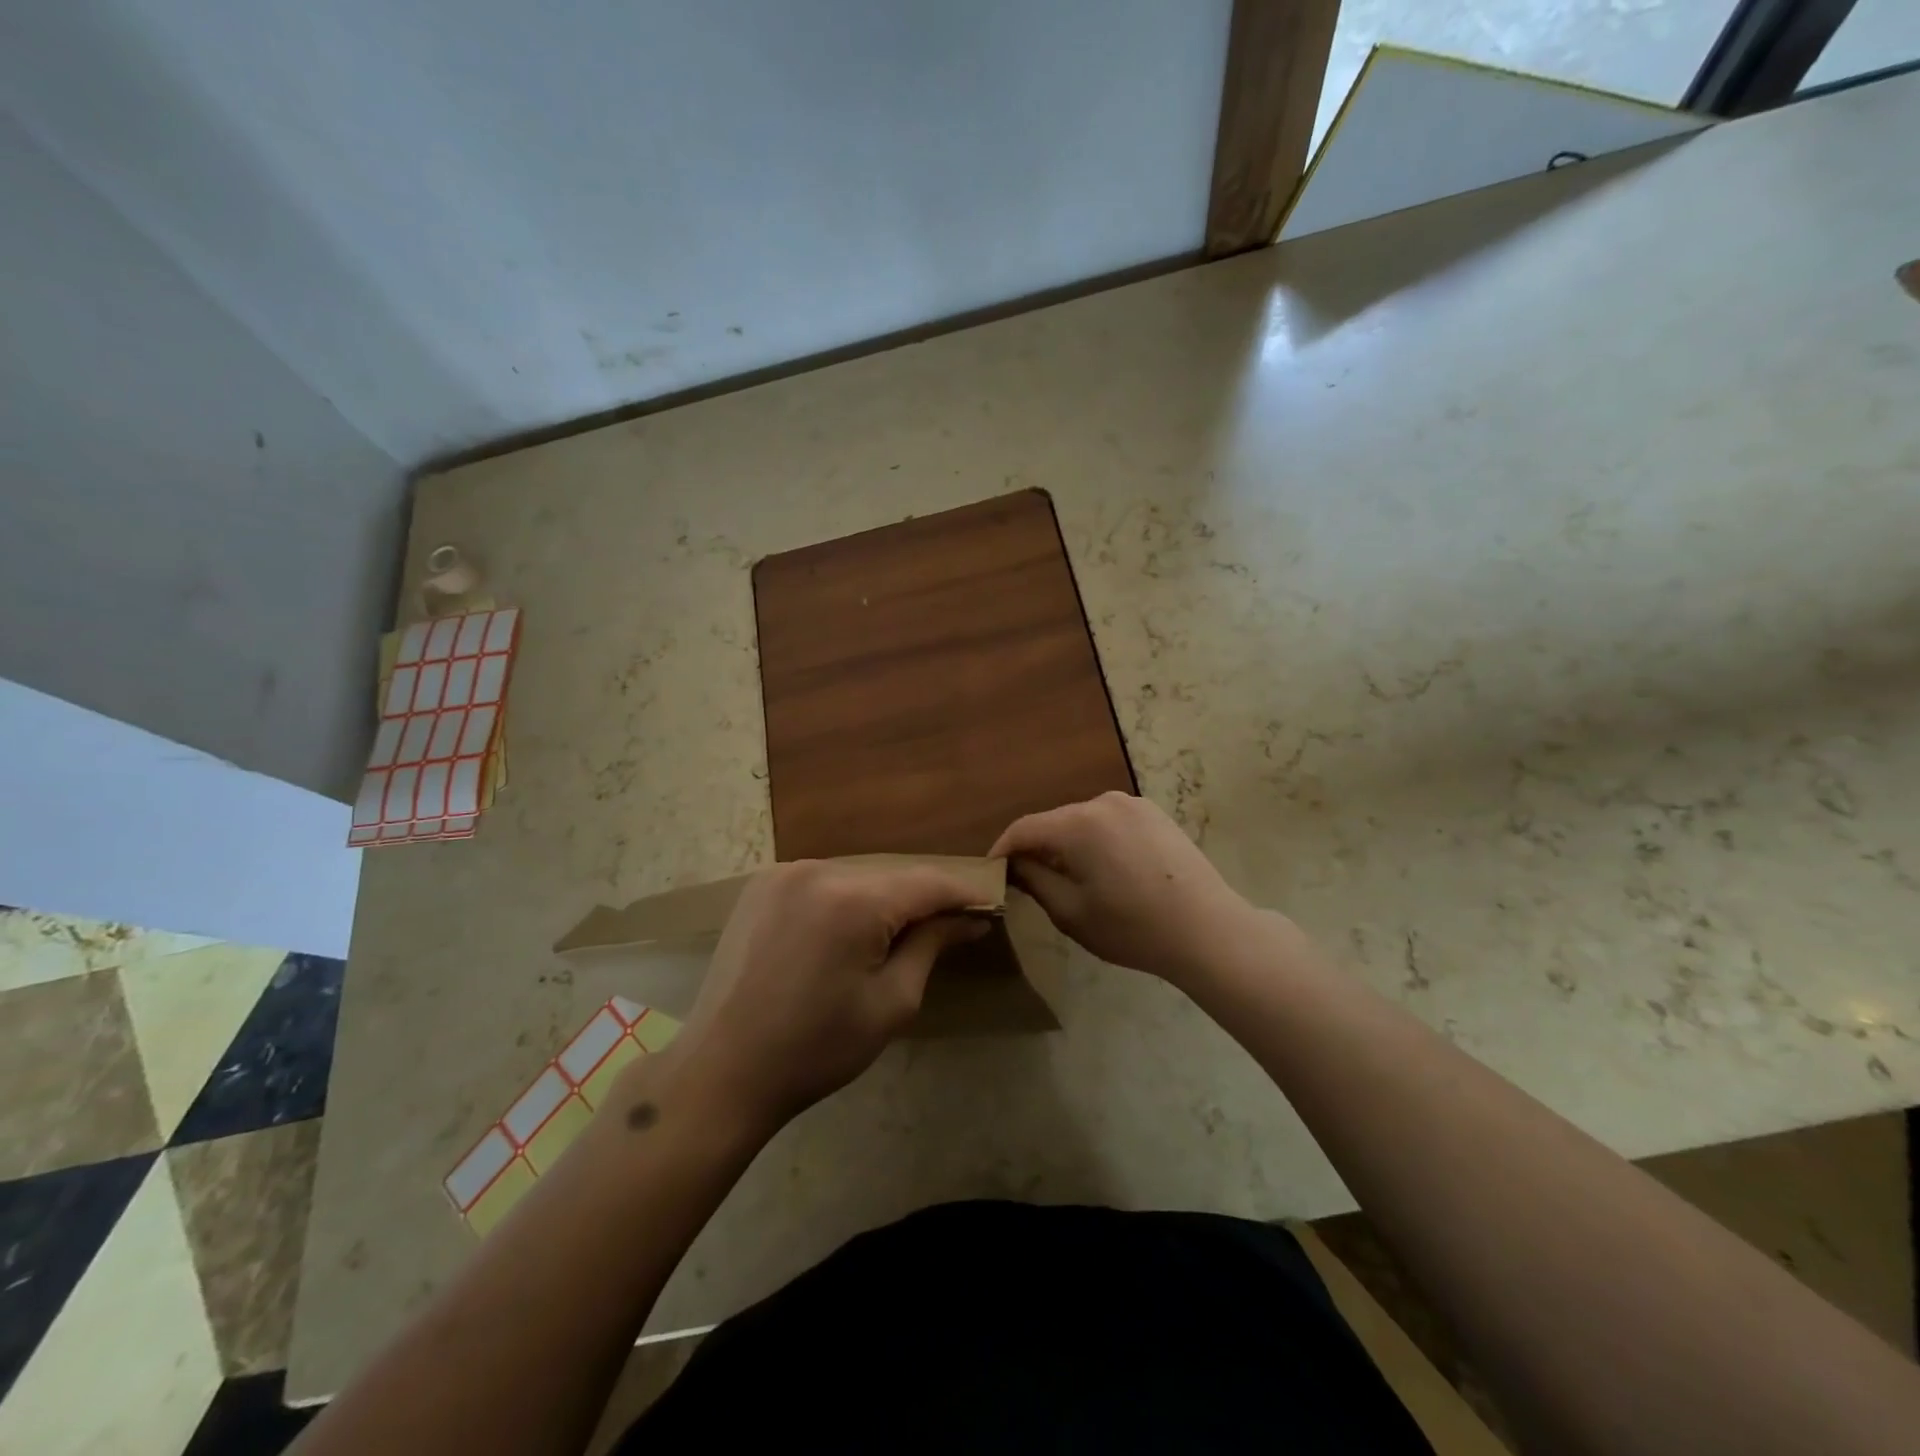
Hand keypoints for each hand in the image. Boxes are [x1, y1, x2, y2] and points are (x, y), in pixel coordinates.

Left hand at [668, 860, 987, 1130]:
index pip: (927, 883)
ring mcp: (783, 873)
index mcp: (853, 900)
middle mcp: (818, 869)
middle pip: (891, 877)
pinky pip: (823, 881)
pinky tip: (847, 933)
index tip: (990, 908)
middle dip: (922, 900)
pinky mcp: (761, 885)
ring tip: (897, 937)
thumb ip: (932, 946)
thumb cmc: (816, 1048)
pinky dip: (845, 899)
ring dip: (882, 900)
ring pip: (857, 876)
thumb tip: (970, 918)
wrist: (722, 1071)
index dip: (963, 894)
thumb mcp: (891, 1003)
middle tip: (949, 929)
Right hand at [990, 791, 1257, 986]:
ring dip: (1068, 845)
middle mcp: (1102, 801)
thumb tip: (1015, 864)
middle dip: (1038, 849)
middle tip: (1028, 882)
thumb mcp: (1071, 912)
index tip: (992, 872)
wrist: (1208, 930)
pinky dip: (1097, 841)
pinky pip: (1110, 822)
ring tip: (1070, 879)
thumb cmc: (1132, 927)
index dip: (1003, 850)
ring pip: (1082, 821)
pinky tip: (1107, 871)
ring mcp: (1133, 804)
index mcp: (1077, 823)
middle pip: (1054, 822)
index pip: (1023, 829)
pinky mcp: (1155, 814)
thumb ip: (1034, 881)